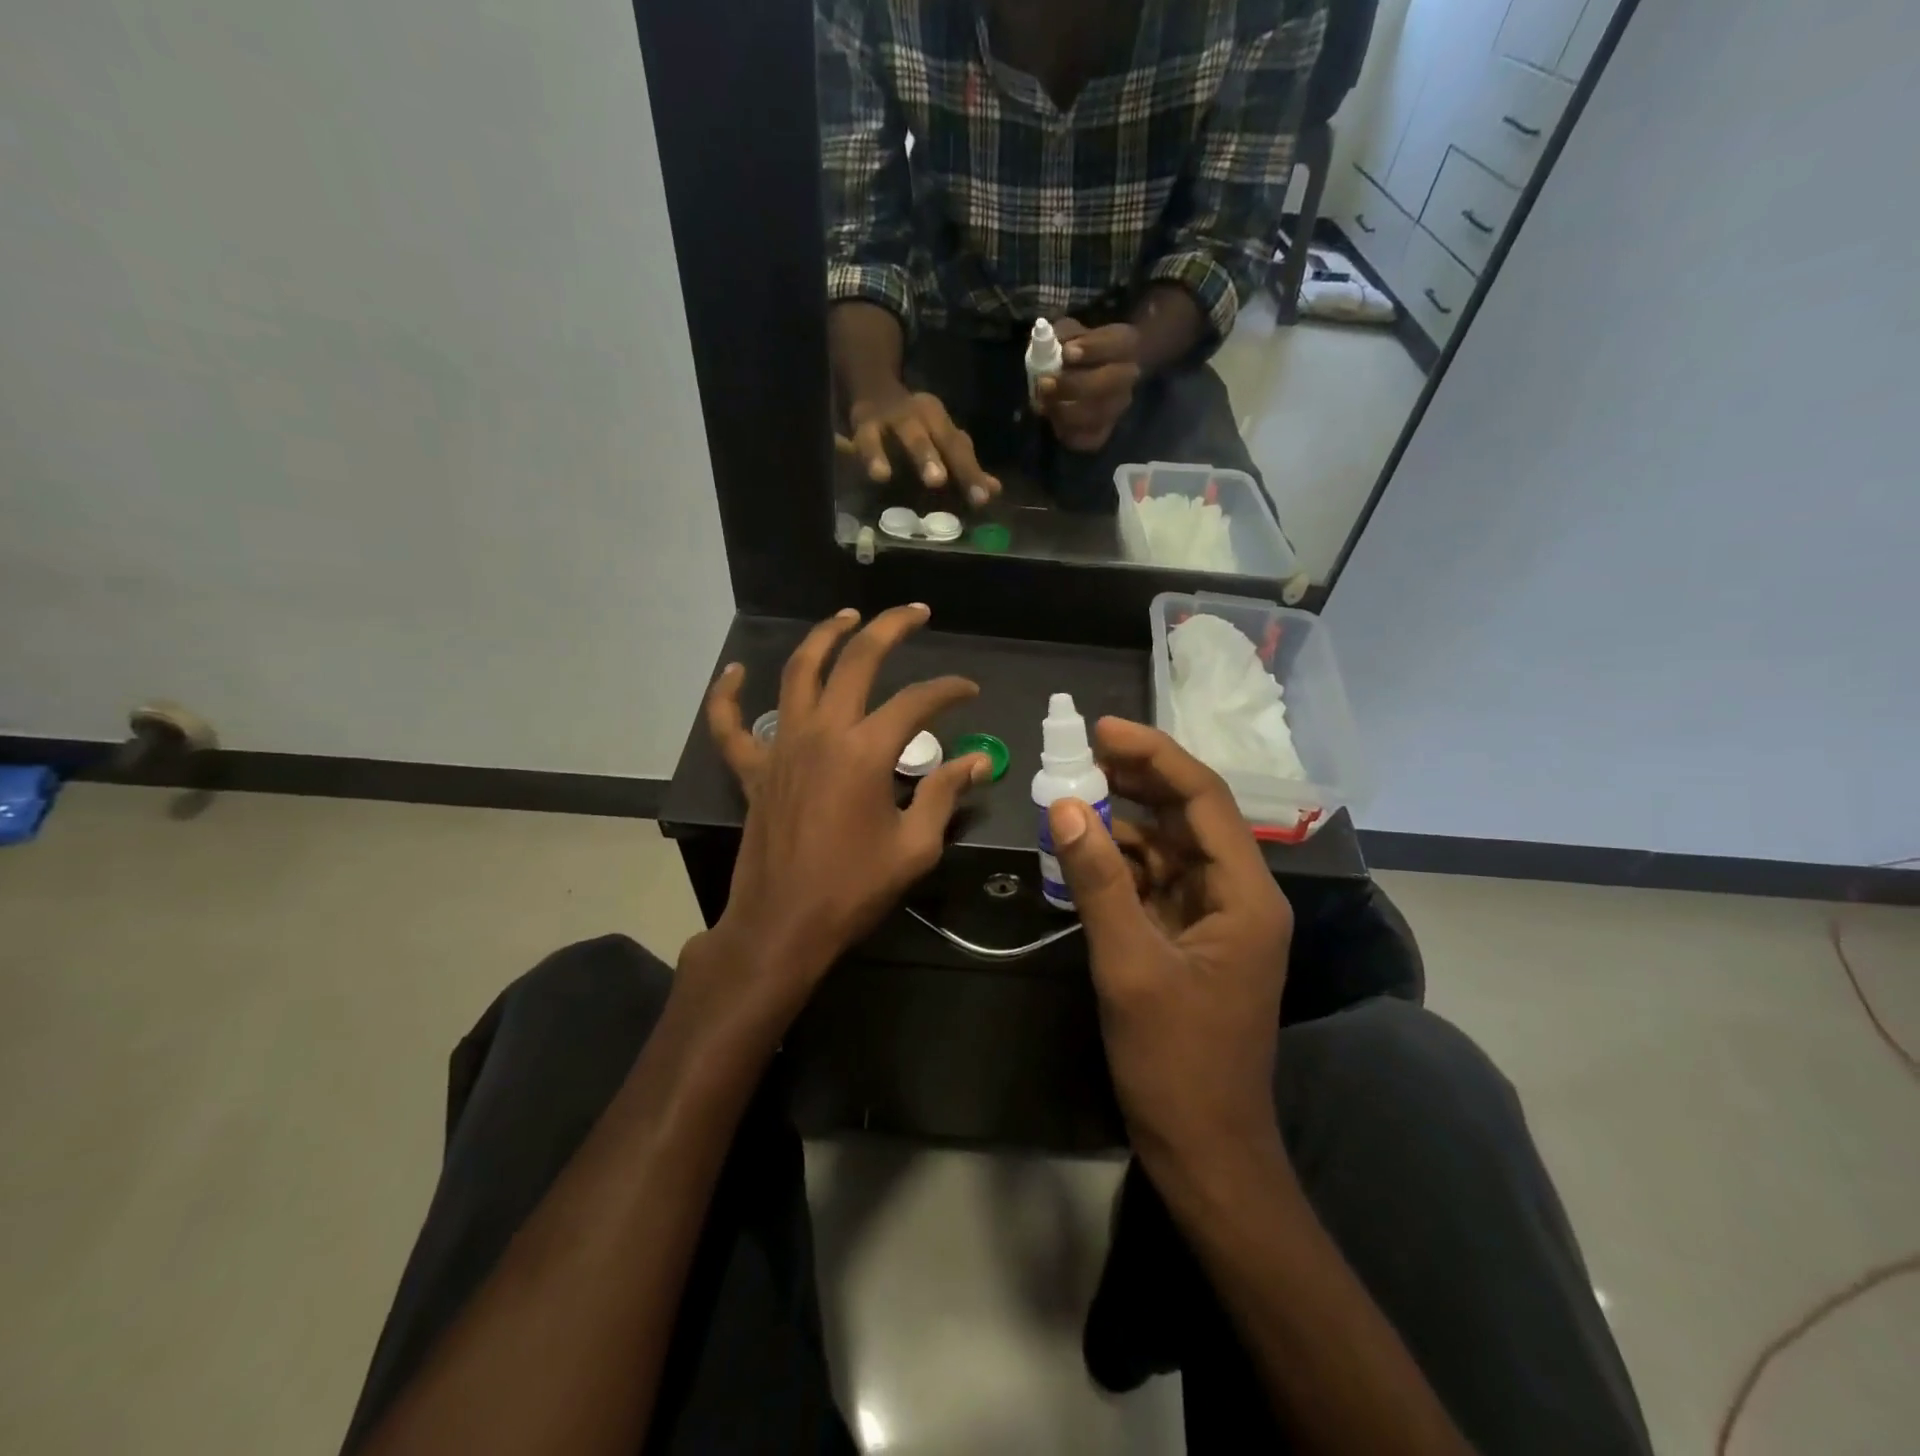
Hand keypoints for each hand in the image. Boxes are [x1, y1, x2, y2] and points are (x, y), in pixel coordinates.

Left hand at [693, 605, 990, 1037]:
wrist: (783, 925)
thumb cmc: (853, 889)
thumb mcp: (915, 846)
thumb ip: (945, 794)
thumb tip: (979, 761)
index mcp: (865, 751)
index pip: (917, 702)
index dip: (949, 690)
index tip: (969, 691)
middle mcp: (822, 733)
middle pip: (856, 661)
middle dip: (889, 628)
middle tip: (915, 613)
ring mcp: (781, 746)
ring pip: (798, 673)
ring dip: (824, 638)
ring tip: (846, 617)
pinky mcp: (752, 769)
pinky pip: (730, 724)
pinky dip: (728, 695)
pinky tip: (735, 672)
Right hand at [846, 387, 1001, 505]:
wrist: (872, 385)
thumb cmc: (913, 425)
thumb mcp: (939, 439)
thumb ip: (965, 467)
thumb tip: (994, 490)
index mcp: (940, 421)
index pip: (958, 447)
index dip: (970, 473)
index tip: (982, 499)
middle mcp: (919, 415)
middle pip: (934, 437)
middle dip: (935, 458)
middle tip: (938, 482)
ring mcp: (891, 417)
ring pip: (904, 433)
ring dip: (902, 453)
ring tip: (898, 477)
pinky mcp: (863, 423)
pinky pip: (867, 440)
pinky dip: (870, 456)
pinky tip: (875, 475)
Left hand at [1037, 319, 1141, 451]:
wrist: (1091, 376)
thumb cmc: (1078, 349)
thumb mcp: (1071, 332)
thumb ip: (1061, 335)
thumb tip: (1047, 345)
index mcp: (1125, 344)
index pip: (1117, 343)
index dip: (1092, 348)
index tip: (1067, 352)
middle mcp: (1128, 378)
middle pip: (1107, 384)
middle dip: (1073, 385)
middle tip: (1045, 383)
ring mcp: (1118, 408)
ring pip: (1096, 415)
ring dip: (1064, 411)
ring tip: (1043, 402)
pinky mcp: (1104, 432)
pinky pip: (1087, 438)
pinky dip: (1066, 431)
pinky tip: (1054, 419)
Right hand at [1043, 718, 1292, 1174]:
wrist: (1204, 1149)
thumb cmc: (1176, 1062)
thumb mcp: (1130, 965)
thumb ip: (1098, 880)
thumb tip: (1065, 806)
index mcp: (1247, 895)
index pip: (1205, 799)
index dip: (1155, 756)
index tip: (1102, 729)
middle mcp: (1239, 895)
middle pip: (1189, 815)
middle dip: (1138, 780)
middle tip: (1080, 752)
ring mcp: (1216, 918)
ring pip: (1169, 847)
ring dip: (1124, 820)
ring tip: (1071, 792)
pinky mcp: (1191, 938)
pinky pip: (1156, 881)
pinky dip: (1120, 861)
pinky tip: (1083, 849)